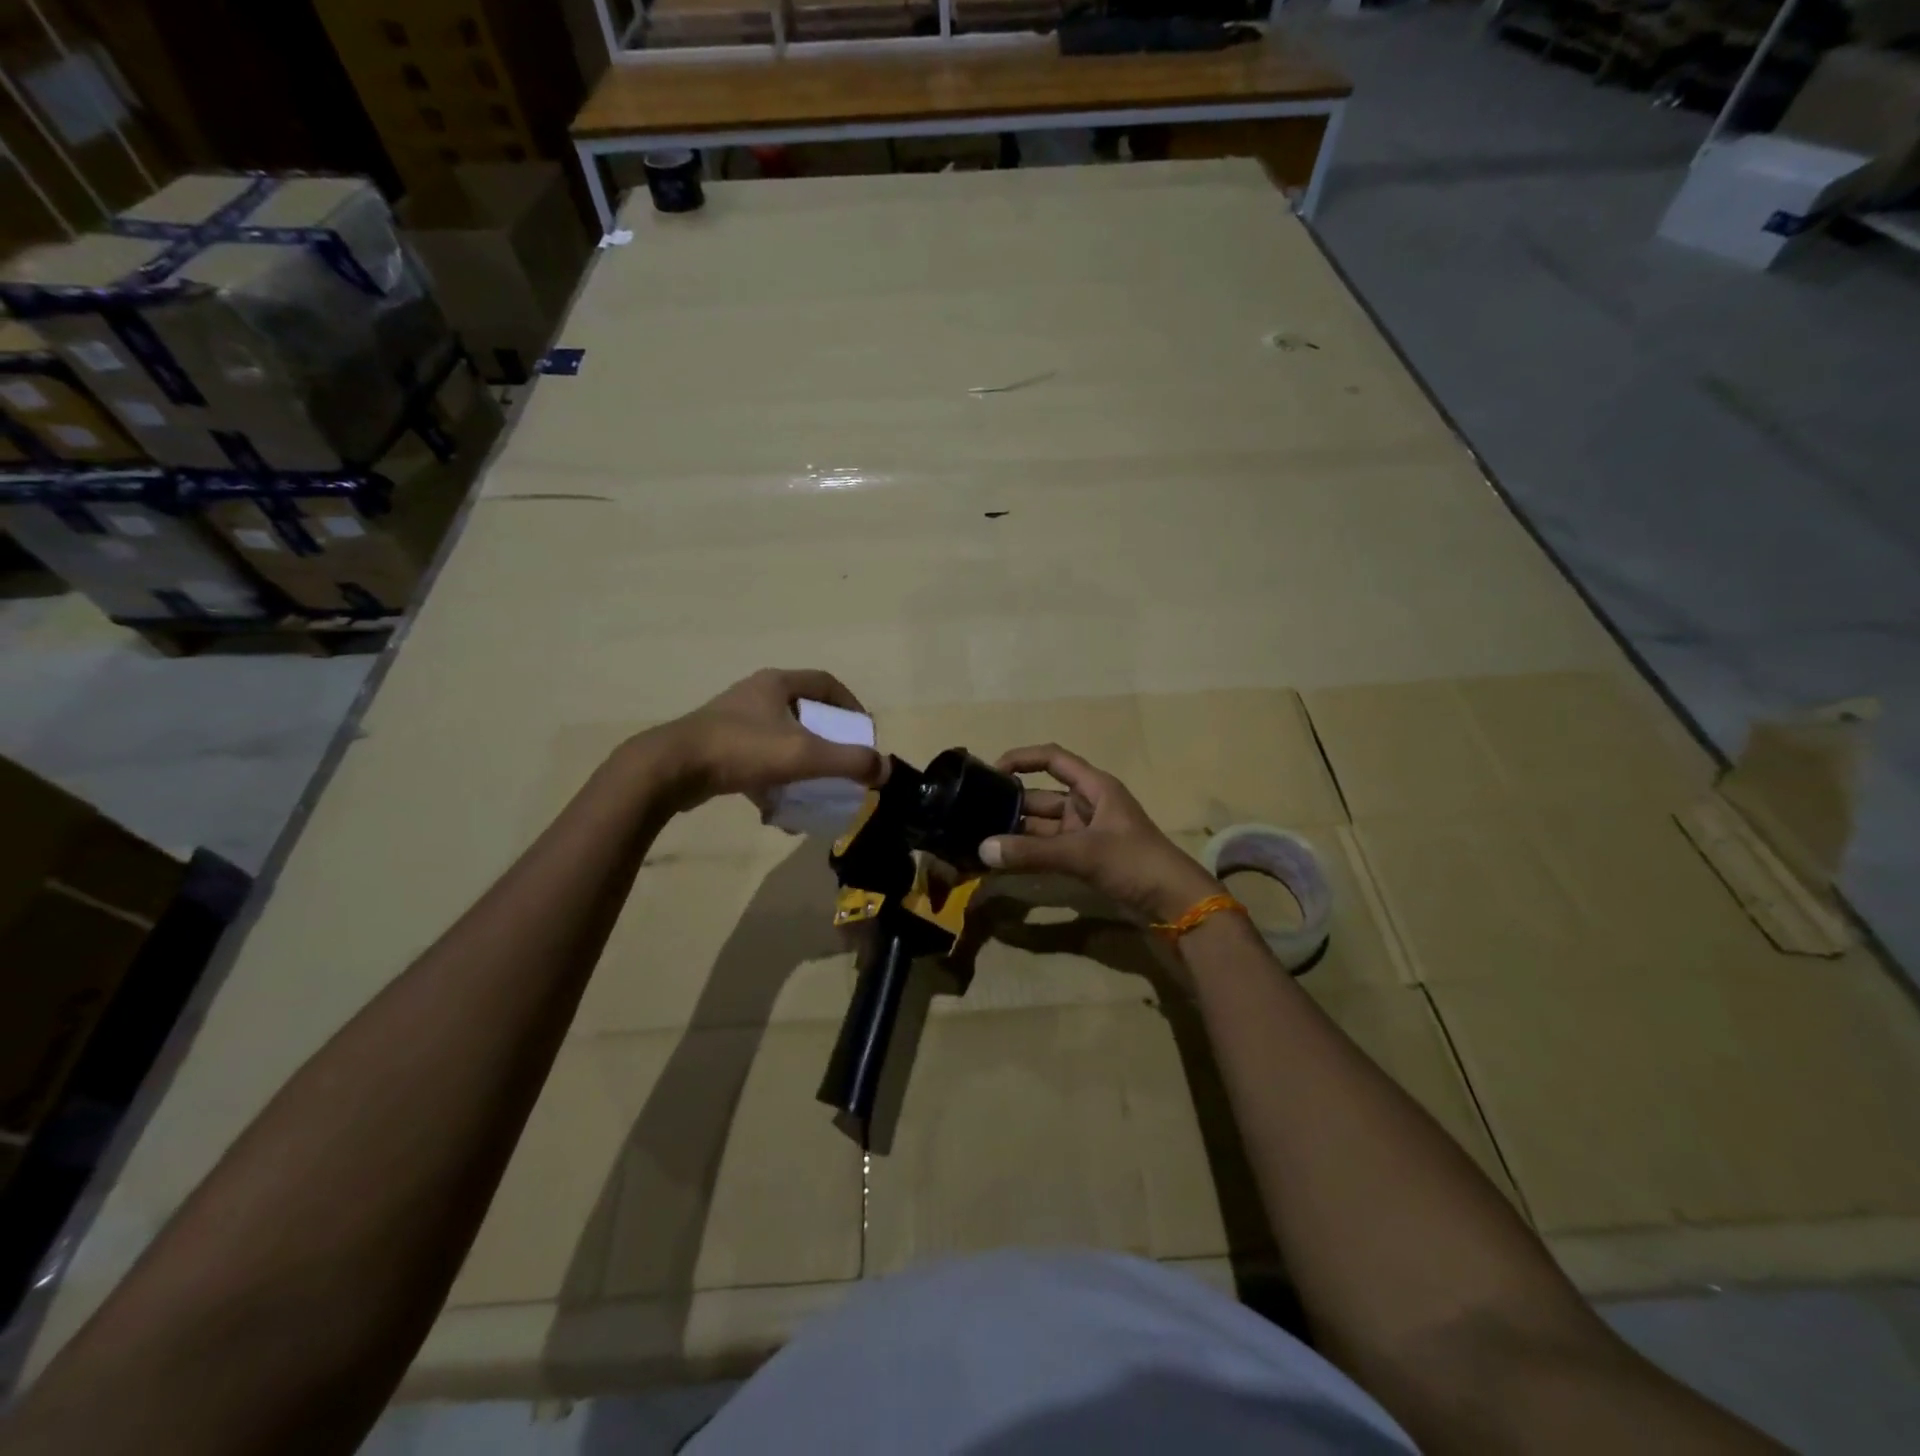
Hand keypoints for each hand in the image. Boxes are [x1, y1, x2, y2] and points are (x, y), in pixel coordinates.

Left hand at [641, 669, 885, 812]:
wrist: (671, 770)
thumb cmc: (742, 750)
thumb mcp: (804, 756)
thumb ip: (849, 762)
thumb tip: (885, 769)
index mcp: (777, 684)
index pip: (826, 683)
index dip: (852, 705)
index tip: (864, 732)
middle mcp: (755, 695)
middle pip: (804, 711)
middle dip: (827, 739)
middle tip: (842, 761)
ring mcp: (733, 721)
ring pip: (780, 738)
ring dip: (800, 762)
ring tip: (814, 788)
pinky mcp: (717, 747)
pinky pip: (757, 761)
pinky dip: (773, 782)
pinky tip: (778, 811)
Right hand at [979, 744, 1221, 923]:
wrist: (1175, 903)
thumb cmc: (1134, 862)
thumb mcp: (1083, 853)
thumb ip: (1032, 852)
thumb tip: (983, 850)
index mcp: (1095, 787)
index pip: (1053, 759)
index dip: (1023, 758)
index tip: (991, 771)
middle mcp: (1088, 804)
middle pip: (1042, 795)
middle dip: (1012, 803)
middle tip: (974, 813)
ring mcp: (1086, 833)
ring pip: (1043, 826)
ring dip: (1017, 832)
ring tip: (980, 838)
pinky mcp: (1086, 858)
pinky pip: (1049, 849)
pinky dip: (1029, 853)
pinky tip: (1003, 861)